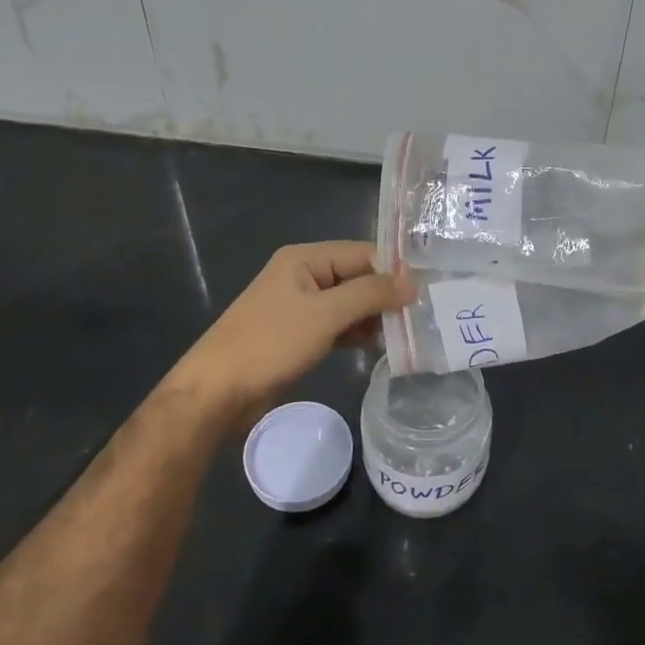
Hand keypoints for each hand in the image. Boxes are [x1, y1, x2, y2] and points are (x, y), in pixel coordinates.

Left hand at [168, 241, 414, 428]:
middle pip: (356, 277)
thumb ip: (369, 294)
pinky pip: (336, 325)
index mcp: (305, 259)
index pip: (362, 253)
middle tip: (422, 317)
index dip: (393, 270)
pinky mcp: (299, 334)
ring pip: (348, 303)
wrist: (218, 391)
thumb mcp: (325, 315)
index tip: (426, 291)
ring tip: (406, 335)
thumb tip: (411, 283)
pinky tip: (378, 346)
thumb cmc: (271, 343)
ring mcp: (300, 306)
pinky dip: (356, 332)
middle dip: (385, 296)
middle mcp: (303, 275)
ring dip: (373, 317)